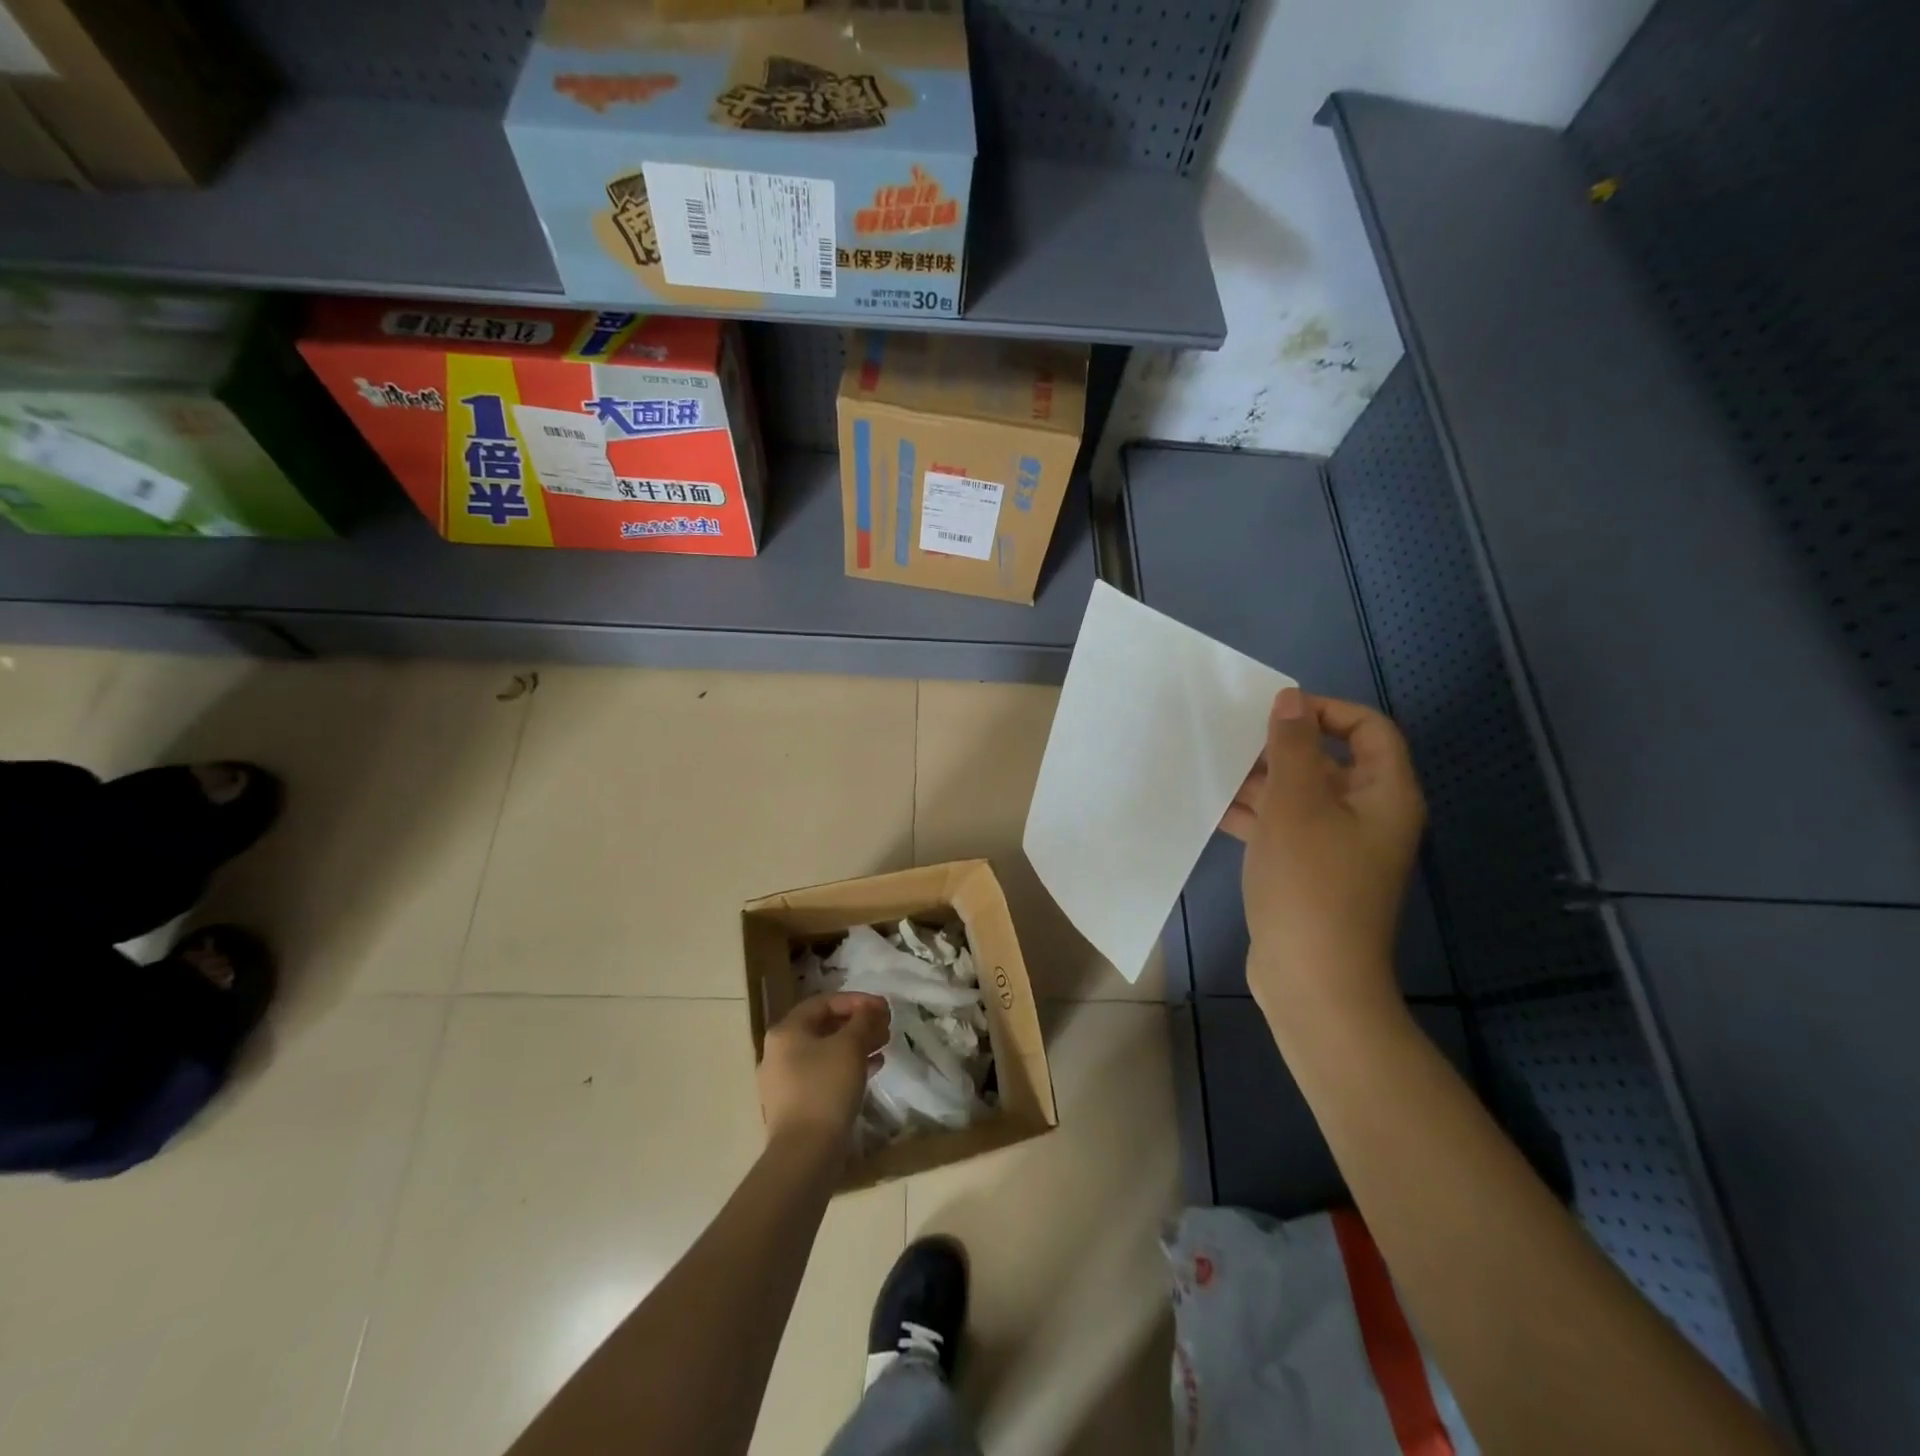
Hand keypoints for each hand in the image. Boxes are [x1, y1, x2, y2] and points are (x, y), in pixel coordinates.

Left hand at [757, 993, 889, 1152]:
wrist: (805, 1153)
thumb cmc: (826, 1088)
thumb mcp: (850, 1046)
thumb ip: (863, 1020)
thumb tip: (871, 1009)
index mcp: (786, 1031)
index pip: (824, 1002)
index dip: (856, 1000)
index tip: (883, 1007)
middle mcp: (780, 1052)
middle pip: (824, 1026)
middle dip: (858, 1023)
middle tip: (885, 1027)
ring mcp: (785, 1081)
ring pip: (826, 1052)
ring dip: (856, 1045)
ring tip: (883, 1046)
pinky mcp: (796, 1104)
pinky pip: (824, 1074)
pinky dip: (847, 1067)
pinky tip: (873, 1069)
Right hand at [1222, 688, 1425, 1009]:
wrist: (1311, 979)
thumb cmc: (1310, 883)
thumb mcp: (1296, 804)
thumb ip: (1292, 747)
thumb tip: (1291, 699)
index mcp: (1384, 794)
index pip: (1368, 729)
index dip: (1325, 711)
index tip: (1274, 713)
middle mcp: (1367, 816)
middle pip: (1328, 762)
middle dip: (1281, 748)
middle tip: (1233, 740)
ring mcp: (1337, 847)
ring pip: (1300, 796)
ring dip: (1260, 782)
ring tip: (1213, 769)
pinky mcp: (1308, 871)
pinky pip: (1284, 828)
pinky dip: (1254, 816)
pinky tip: (1214, 808)